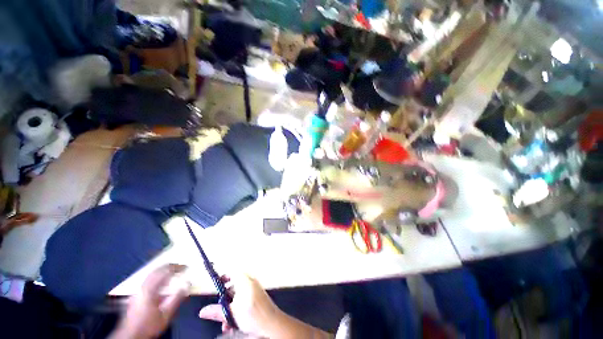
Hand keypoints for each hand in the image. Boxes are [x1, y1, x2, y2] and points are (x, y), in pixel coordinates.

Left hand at [111, 264, 189, 338]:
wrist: (130, 336)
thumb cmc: (149, 325)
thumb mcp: (166, 314)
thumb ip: (177, 298)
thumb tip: (187, 284)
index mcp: (150, 290)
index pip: (165, 272)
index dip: (177, 268)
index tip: (186, 267)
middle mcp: (143, 287)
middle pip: (156, 270)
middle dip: (169, 266)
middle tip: (180, 265)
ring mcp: (138, 290)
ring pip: (151, 274)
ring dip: (163, 270)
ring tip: (172, 270)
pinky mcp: (136, 295)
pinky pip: (148, 279)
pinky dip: (157, 275)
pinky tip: (161, 281)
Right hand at [198, 274, 282, 336]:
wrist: (271, 323)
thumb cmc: (254, 315)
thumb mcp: (231, 313)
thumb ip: (216, 311)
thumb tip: (204, 311)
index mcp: (245, 281)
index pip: (232, 272)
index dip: (223, 277)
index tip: (217, 285)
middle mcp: (250, 282)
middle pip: (234, 285)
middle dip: (225, 299)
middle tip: (220, 308)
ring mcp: (255, 289)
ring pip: (238, 295)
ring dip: (230, 308)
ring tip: (226, 322)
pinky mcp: (257, 297)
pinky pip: (244, 299)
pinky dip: (238, 309)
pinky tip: (234, 323)